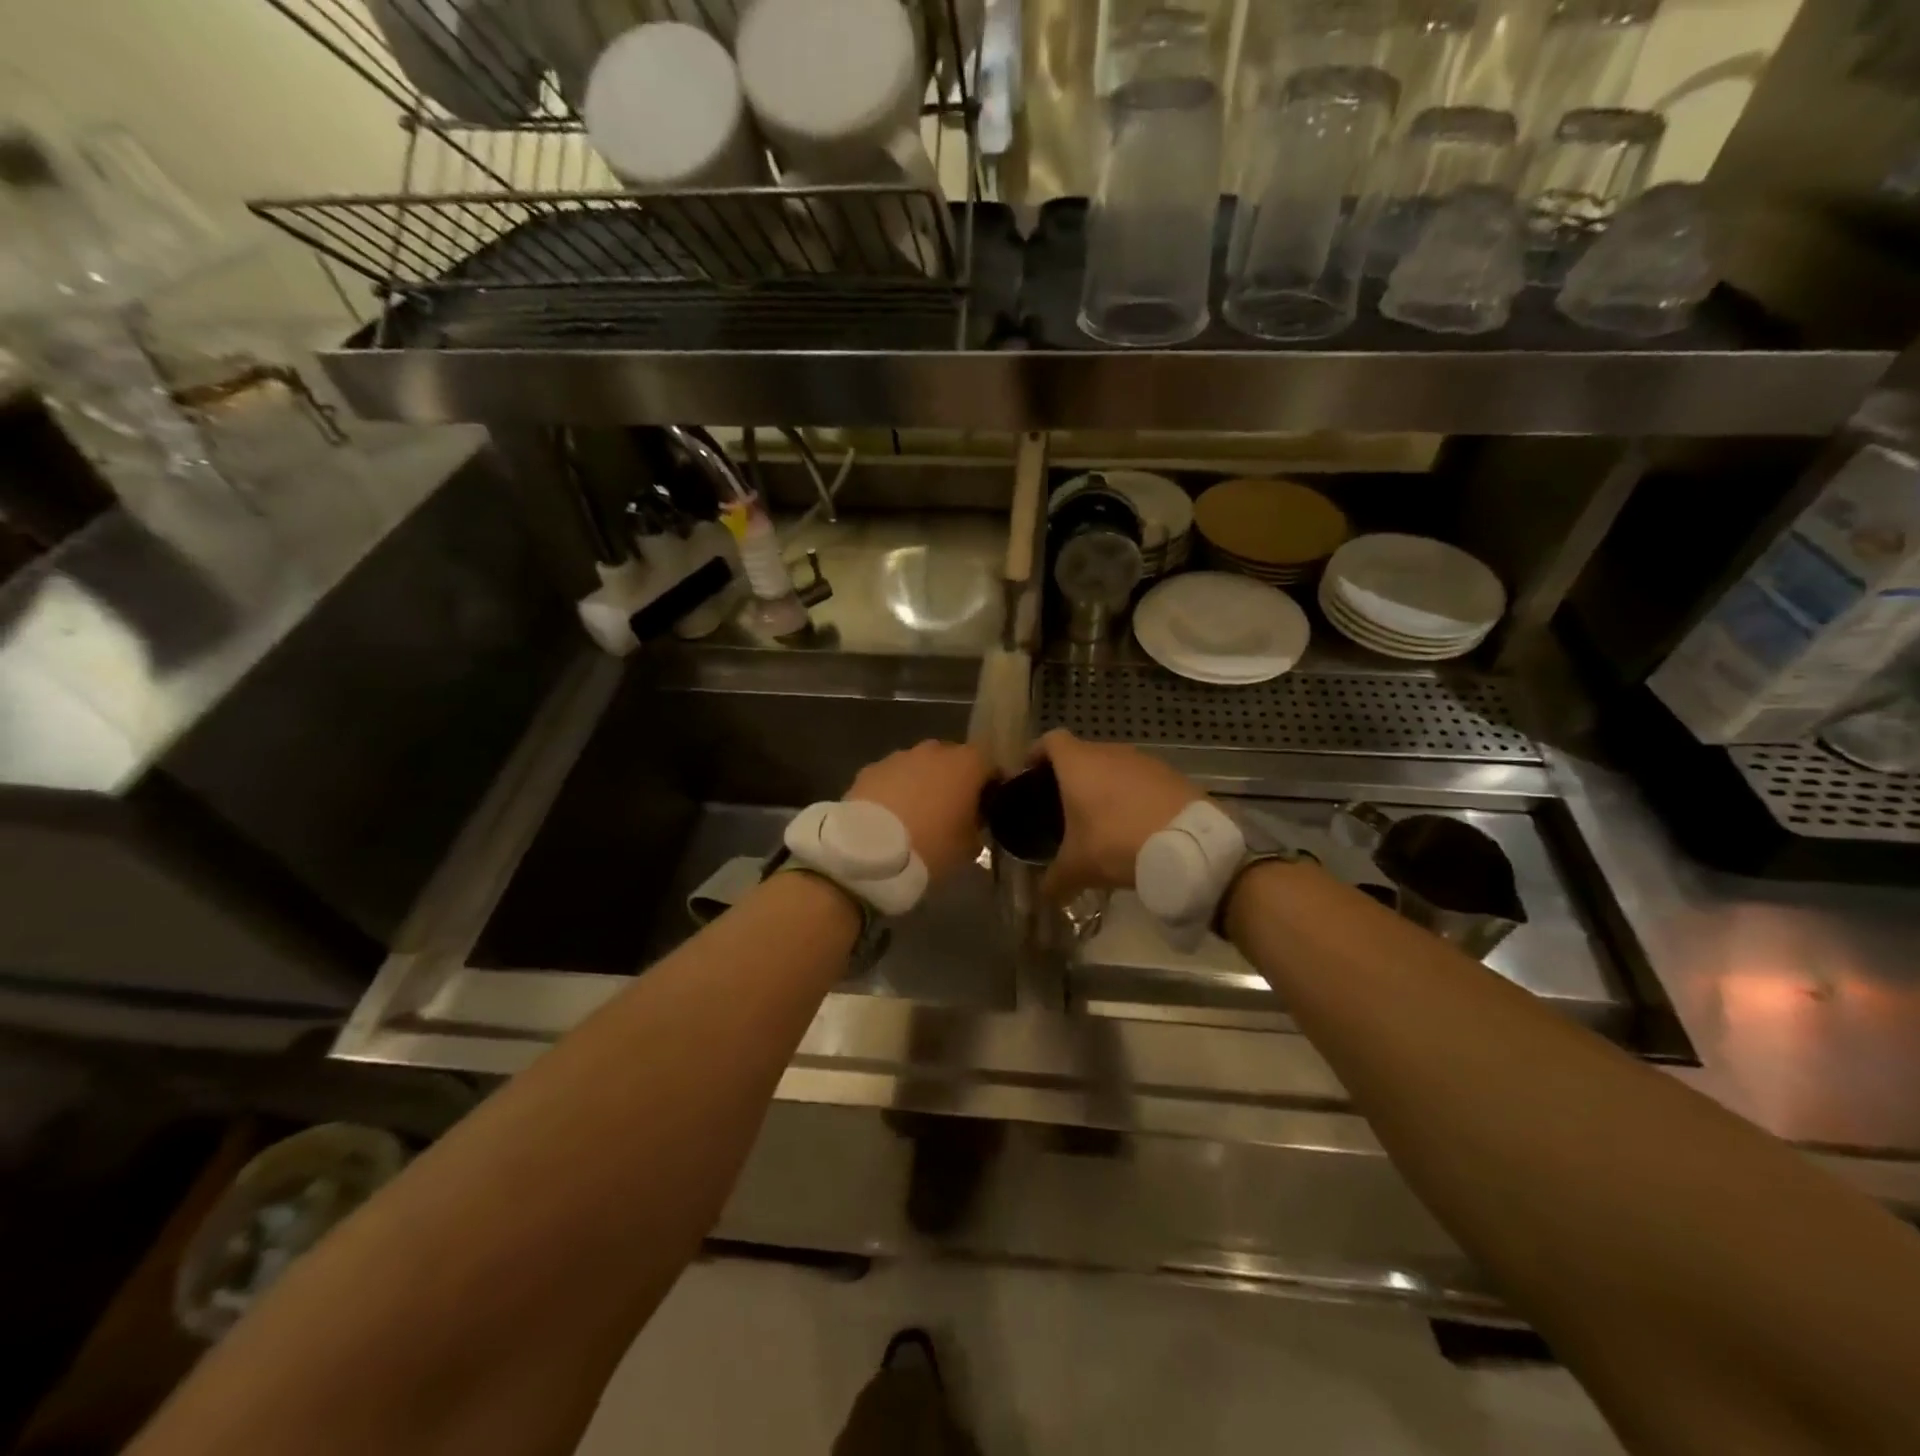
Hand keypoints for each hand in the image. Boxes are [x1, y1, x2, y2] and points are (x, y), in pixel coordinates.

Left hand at [846, 740, 990, 881]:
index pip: (990, 764)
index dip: (991, 784)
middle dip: (954, 780)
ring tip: (918, 813)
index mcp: (966, 764)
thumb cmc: (931, 846)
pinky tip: (891, 815)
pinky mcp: (870, 769)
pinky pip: (892, 776)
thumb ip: (977, 828)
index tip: (989, 806)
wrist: (869, 851)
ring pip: (919, 765)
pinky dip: (895, 789)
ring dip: (923, 782)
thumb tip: (973, 822)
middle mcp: (934, 751)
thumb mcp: (968, 847)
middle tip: (953, 809)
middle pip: (953, 759)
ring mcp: (899, 757)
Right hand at [1032, 730, 1205, 898]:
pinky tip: (1136, 823)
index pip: (1050, 740)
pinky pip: (1142, 779)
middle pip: (1083, 753)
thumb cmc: (1118, 843)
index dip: (1037, 753)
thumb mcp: (1079, 867)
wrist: (1189, 845)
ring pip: (1114, 765)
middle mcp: (1110, 752)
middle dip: (1072, 775)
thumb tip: (1045, 892)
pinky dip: (1134, 794)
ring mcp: (1144, 760)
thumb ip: (1055, 878)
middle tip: (1064, 806)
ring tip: (1103, 817)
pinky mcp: (1171, 774)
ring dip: (1105, 784)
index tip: (1030, 773)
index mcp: (1078, 763)